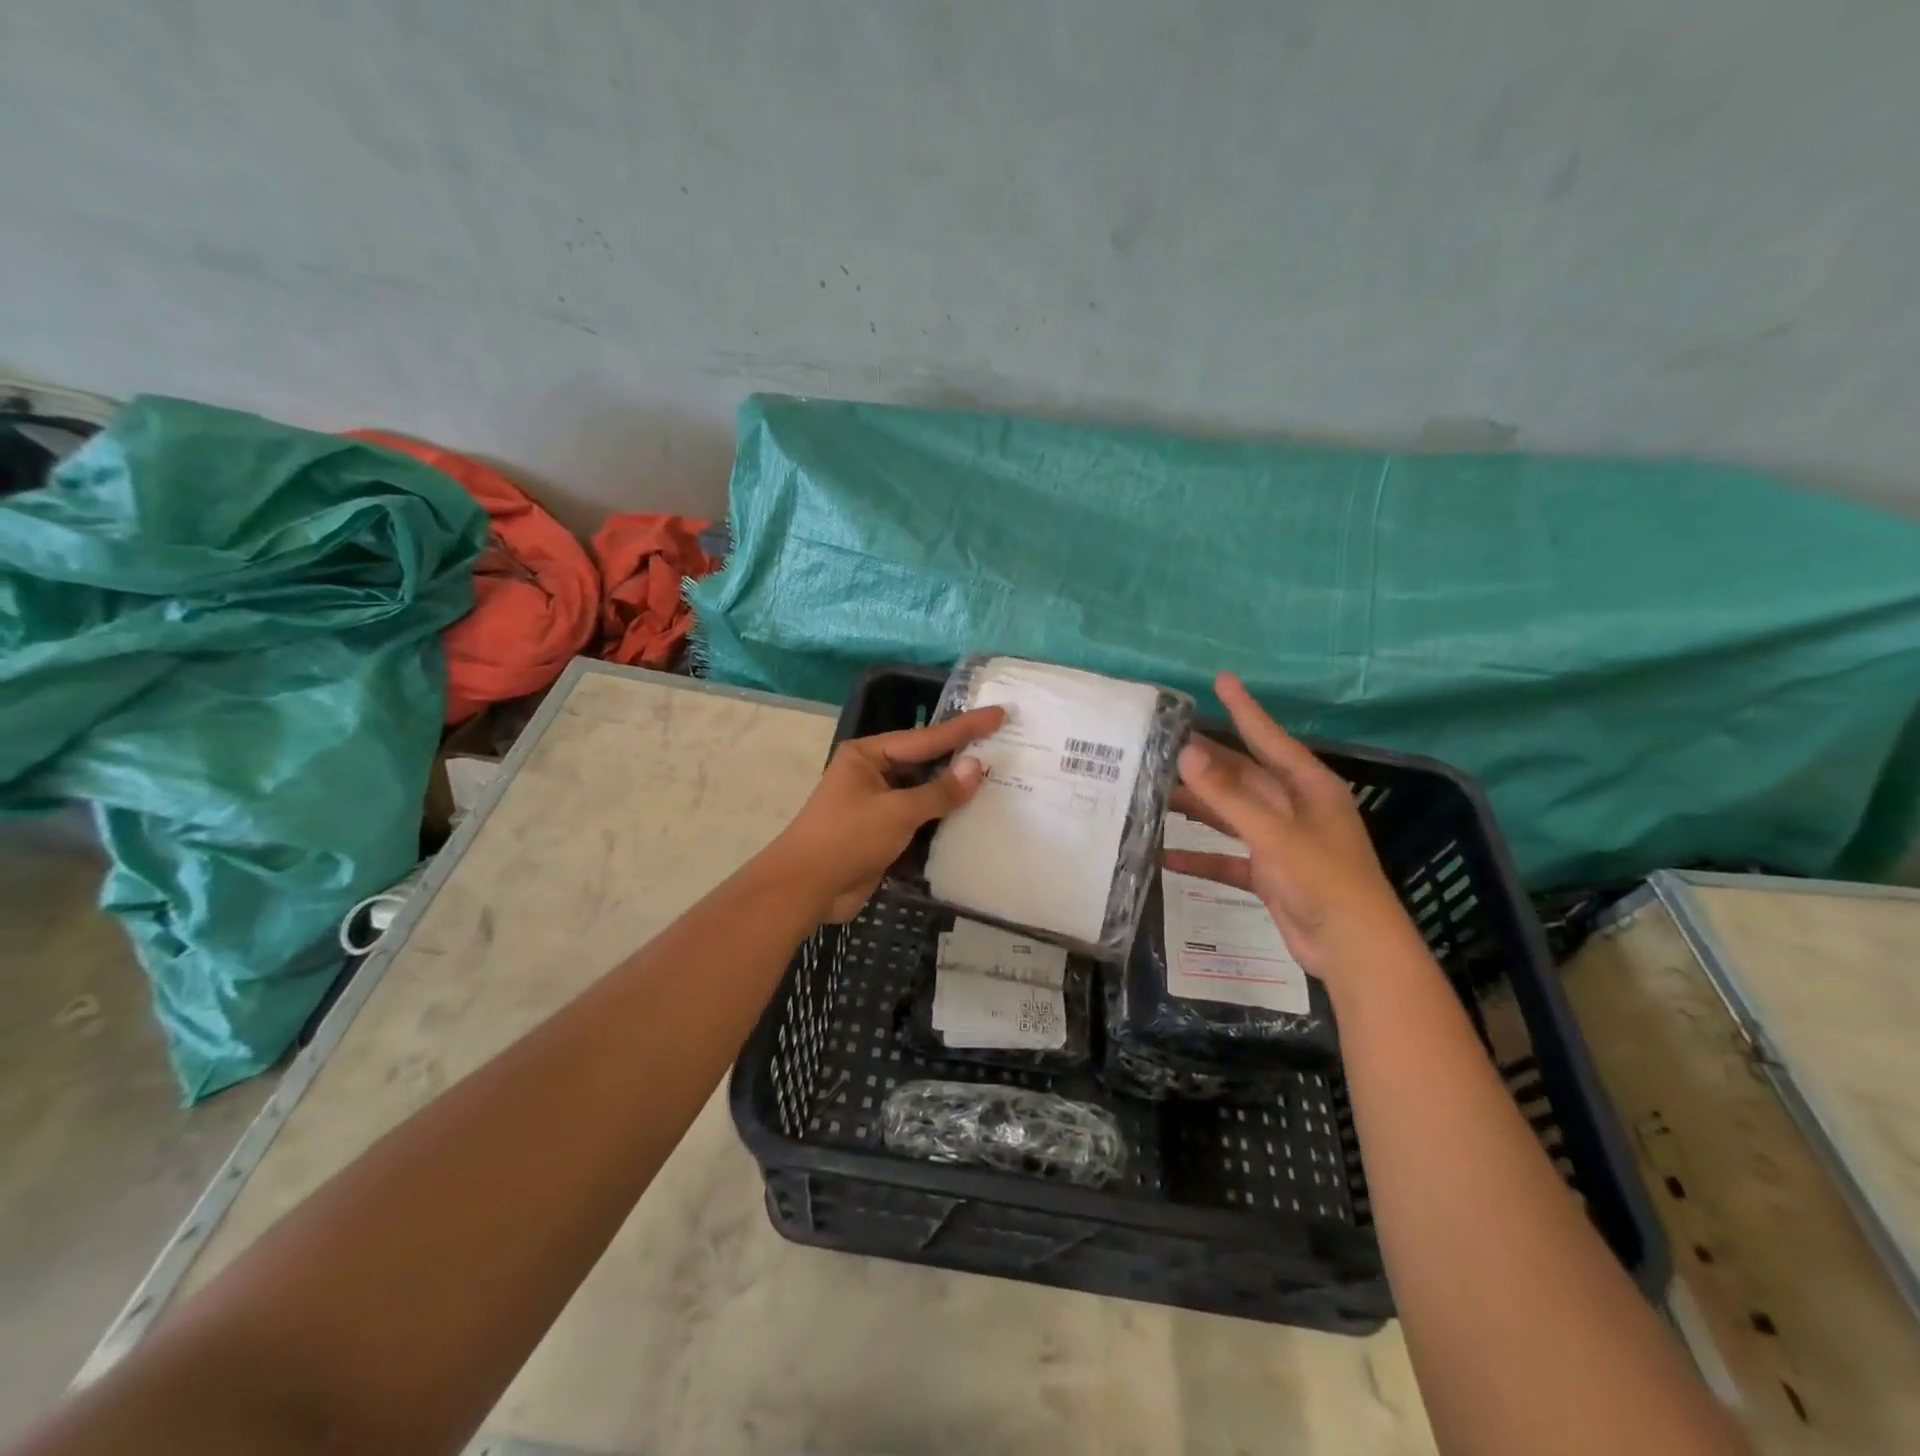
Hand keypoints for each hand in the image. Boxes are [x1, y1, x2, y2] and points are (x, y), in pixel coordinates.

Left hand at [764, 706, 1006, 921]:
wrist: (805, 889)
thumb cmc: (846, 838)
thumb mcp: (896, 812)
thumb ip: (939, 791)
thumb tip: (976, 768)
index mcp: (868, 755)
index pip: (926, 738)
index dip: (965, 728)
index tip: (999, 714)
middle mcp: (872, 774)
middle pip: (925, 763)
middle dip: (961, 759)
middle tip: (1004, 747)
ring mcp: (877, 805)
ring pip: (924, 793)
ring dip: (954, 793)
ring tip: (998, 781)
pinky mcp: (882, 834)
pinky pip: (919, 820)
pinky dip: (942, 820)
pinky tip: (973, 818)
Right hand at [1164, 673, 1420, 981]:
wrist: (1354, 949)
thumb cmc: (1324, 880)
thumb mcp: (1274, 834)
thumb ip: (1228, 795)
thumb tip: (1186, 753)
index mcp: (1309, 787)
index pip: (1269, 738)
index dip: (1245, 709)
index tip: (1221, 680)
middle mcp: (1295, 808)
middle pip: (1242, 776)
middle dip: (1205, 763)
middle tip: (1163, 744)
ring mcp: (1281, 841)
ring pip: (1231, 814)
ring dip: (1197, 807)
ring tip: (1153, 793)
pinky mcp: (1270, 873)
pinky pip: (1227, 857)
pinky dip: (1200, 856)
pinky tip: (1166, 856)